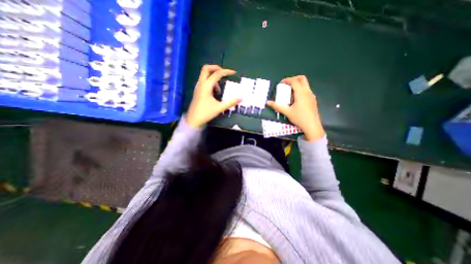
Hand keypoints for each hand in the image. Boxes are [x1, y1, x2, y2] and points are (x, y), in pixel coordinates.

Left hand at [185, 64, 239, 126]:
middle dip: (216, 68)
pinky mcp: (197, 91)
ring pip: (204, 75)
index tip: (234, 73)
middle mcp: (201, 84)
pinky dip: (210, 83)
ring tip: (220, 89)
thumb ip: (231, 102)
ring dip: (213, 77)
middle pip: (206, 69)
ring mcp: (198, 87)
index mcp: (206, 86)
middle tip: (224, 72)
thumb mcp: (219, 108)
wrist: (193, 120)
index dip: (226, 72)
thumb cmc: (206, 113)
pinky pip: (204, 82)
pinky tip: (215, 93)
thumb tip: (241, 98)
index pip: (217, 74)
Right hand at [267, 75, 326, 141]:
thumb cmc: (299, 118)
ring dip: (297, 85)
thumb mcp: (287, 112)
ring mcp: (312, 96)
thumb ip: (277, 106)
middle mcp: (308, 92)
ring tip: (290, 92)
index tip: (280, 84)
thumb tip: (268, 102)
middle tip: (286, 85)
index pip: (294, 81)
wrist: (312, 126)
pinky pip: (307, 90)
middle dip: (294, 79)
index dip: (287, 80)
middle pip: (302, 79)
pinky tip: (296, 99)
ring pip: (305, 85)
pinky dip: (300, 90)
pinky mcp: (313, 100)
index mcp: (301, 93)